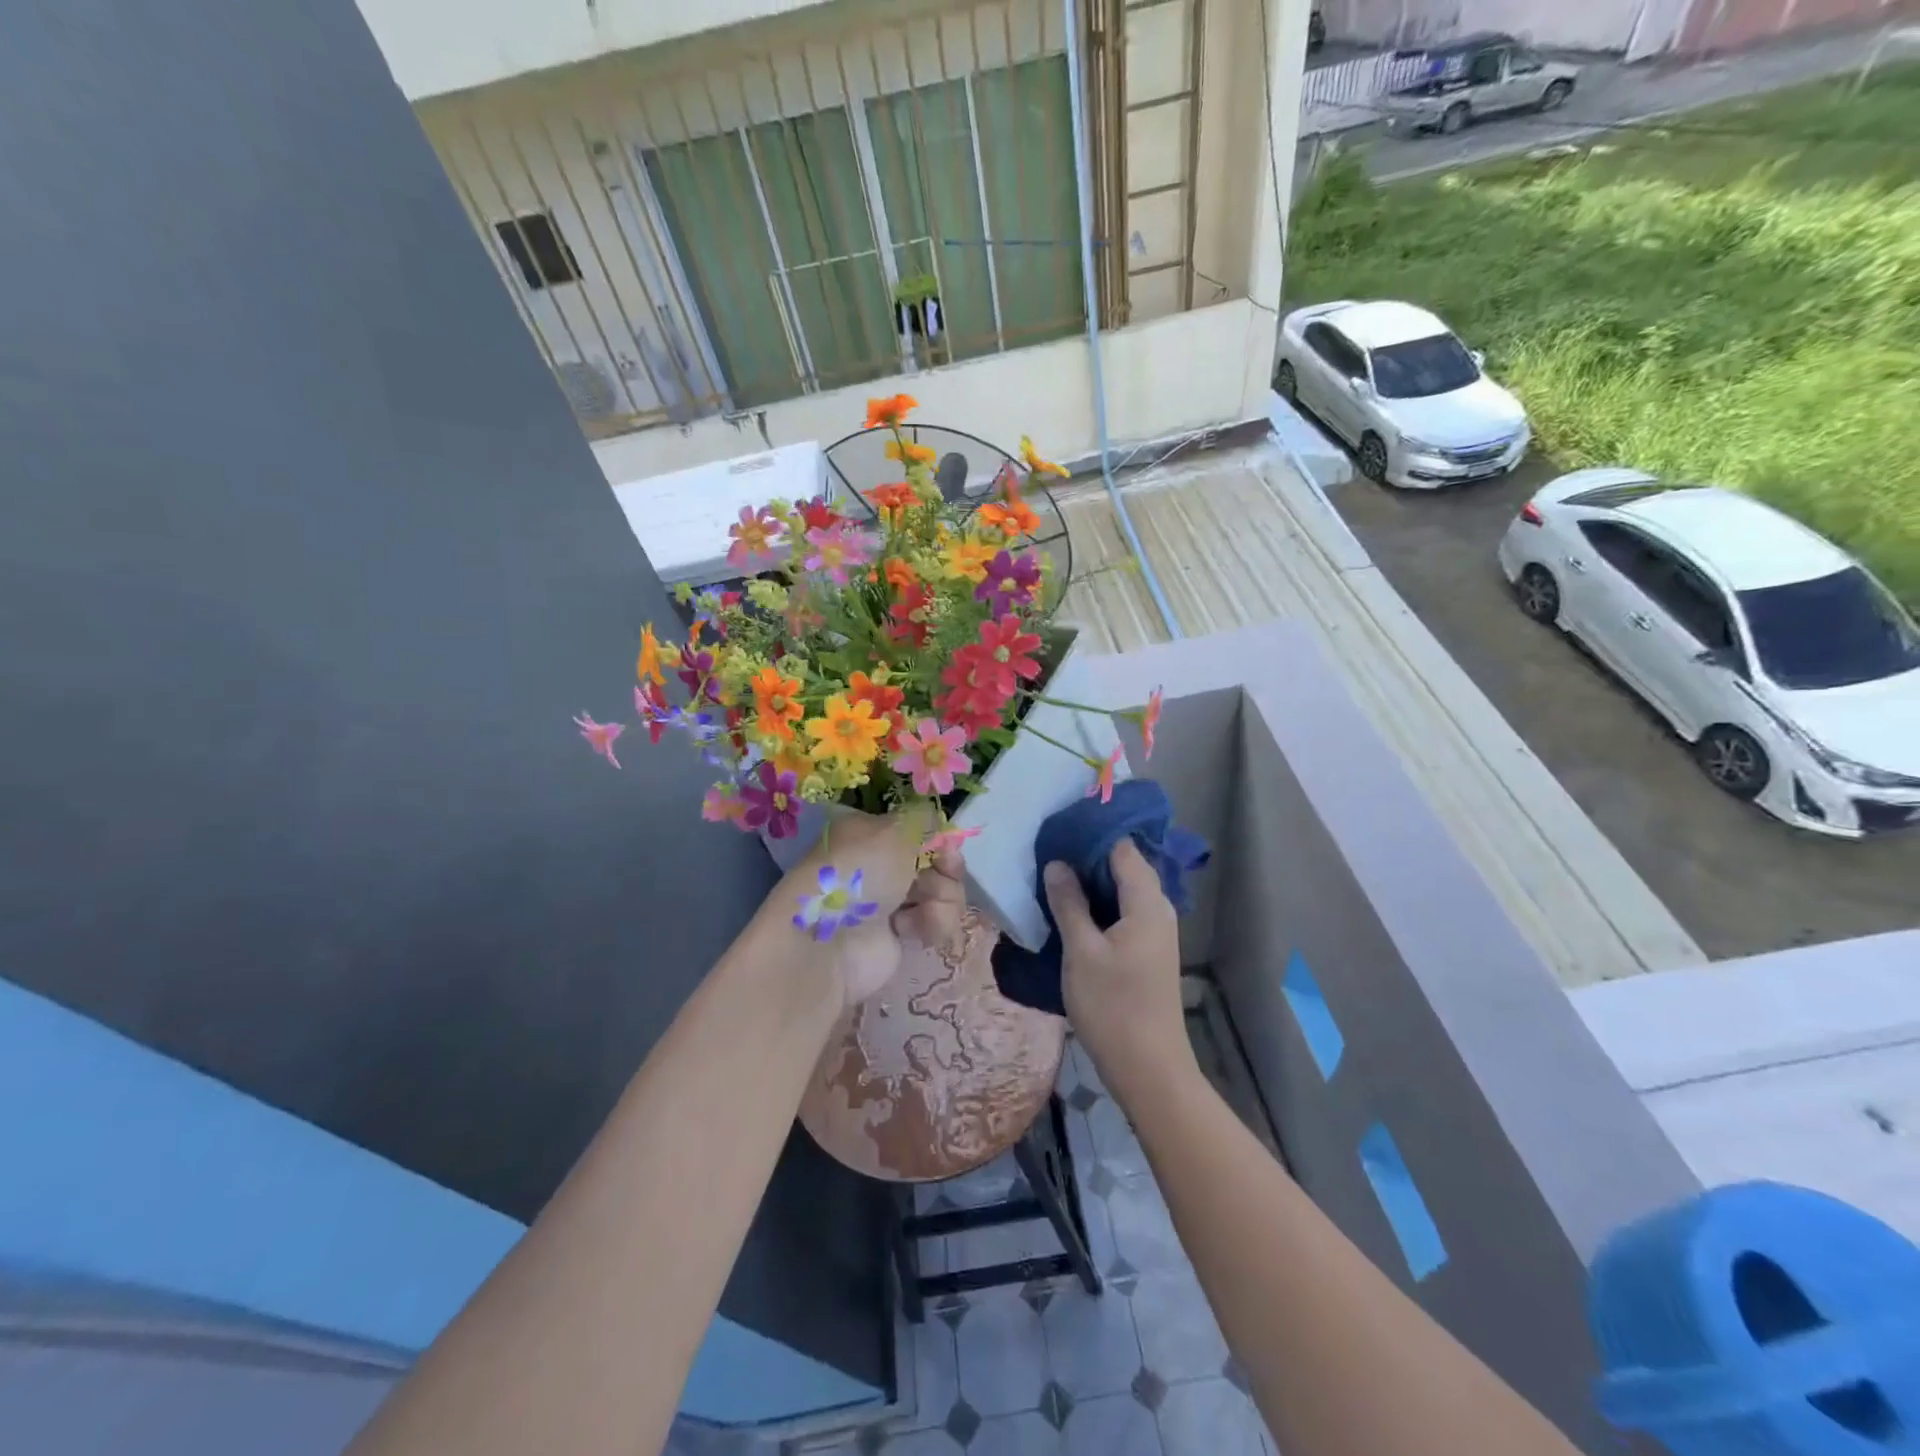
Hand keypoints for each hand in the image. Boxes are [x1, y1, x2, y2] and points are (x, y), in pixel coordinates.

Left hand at [782, 807, 965, 1006]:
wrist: (828, 942)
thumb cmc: (859, 874)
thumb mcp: (894, 831)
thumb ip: (925, 820)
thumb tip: (940, 825)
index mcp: (872, 832)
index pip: (919, 829)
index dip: (940, 837)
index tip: (949, 847)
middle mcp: (881, 863)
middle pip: (937, 861)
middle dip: (947, 869)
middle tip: (943, 873)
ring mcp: (891, 900)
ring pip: (942, 891)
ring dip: (943, 898)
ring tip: (924, 909)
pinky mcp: (900, 934)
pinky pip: (935, 922)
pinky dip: (932, 924)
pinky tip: (912, 930)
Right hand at [1043, 840, 1192, 1105]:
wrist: (1148, 1069)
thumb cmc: (1113, 1007)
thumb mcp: (1081, 951)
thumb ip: (1068, 903)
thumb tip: (1057, 864)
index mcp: (1147, 902)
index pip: (1122, 848)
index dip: (1090, 836)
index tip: (1056, 831)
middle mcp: (1158, 909)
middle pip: (1123, 866)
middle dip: (1086, 857)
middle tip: (1046, 853)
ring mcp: (1155, 931)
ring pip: (1121, 891)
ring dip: (1090, 883)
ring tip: (1051, 877)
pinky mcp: (1147, 950)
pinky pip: (1122, 912)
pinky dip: (1098, 905)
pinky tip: (1069, 911)